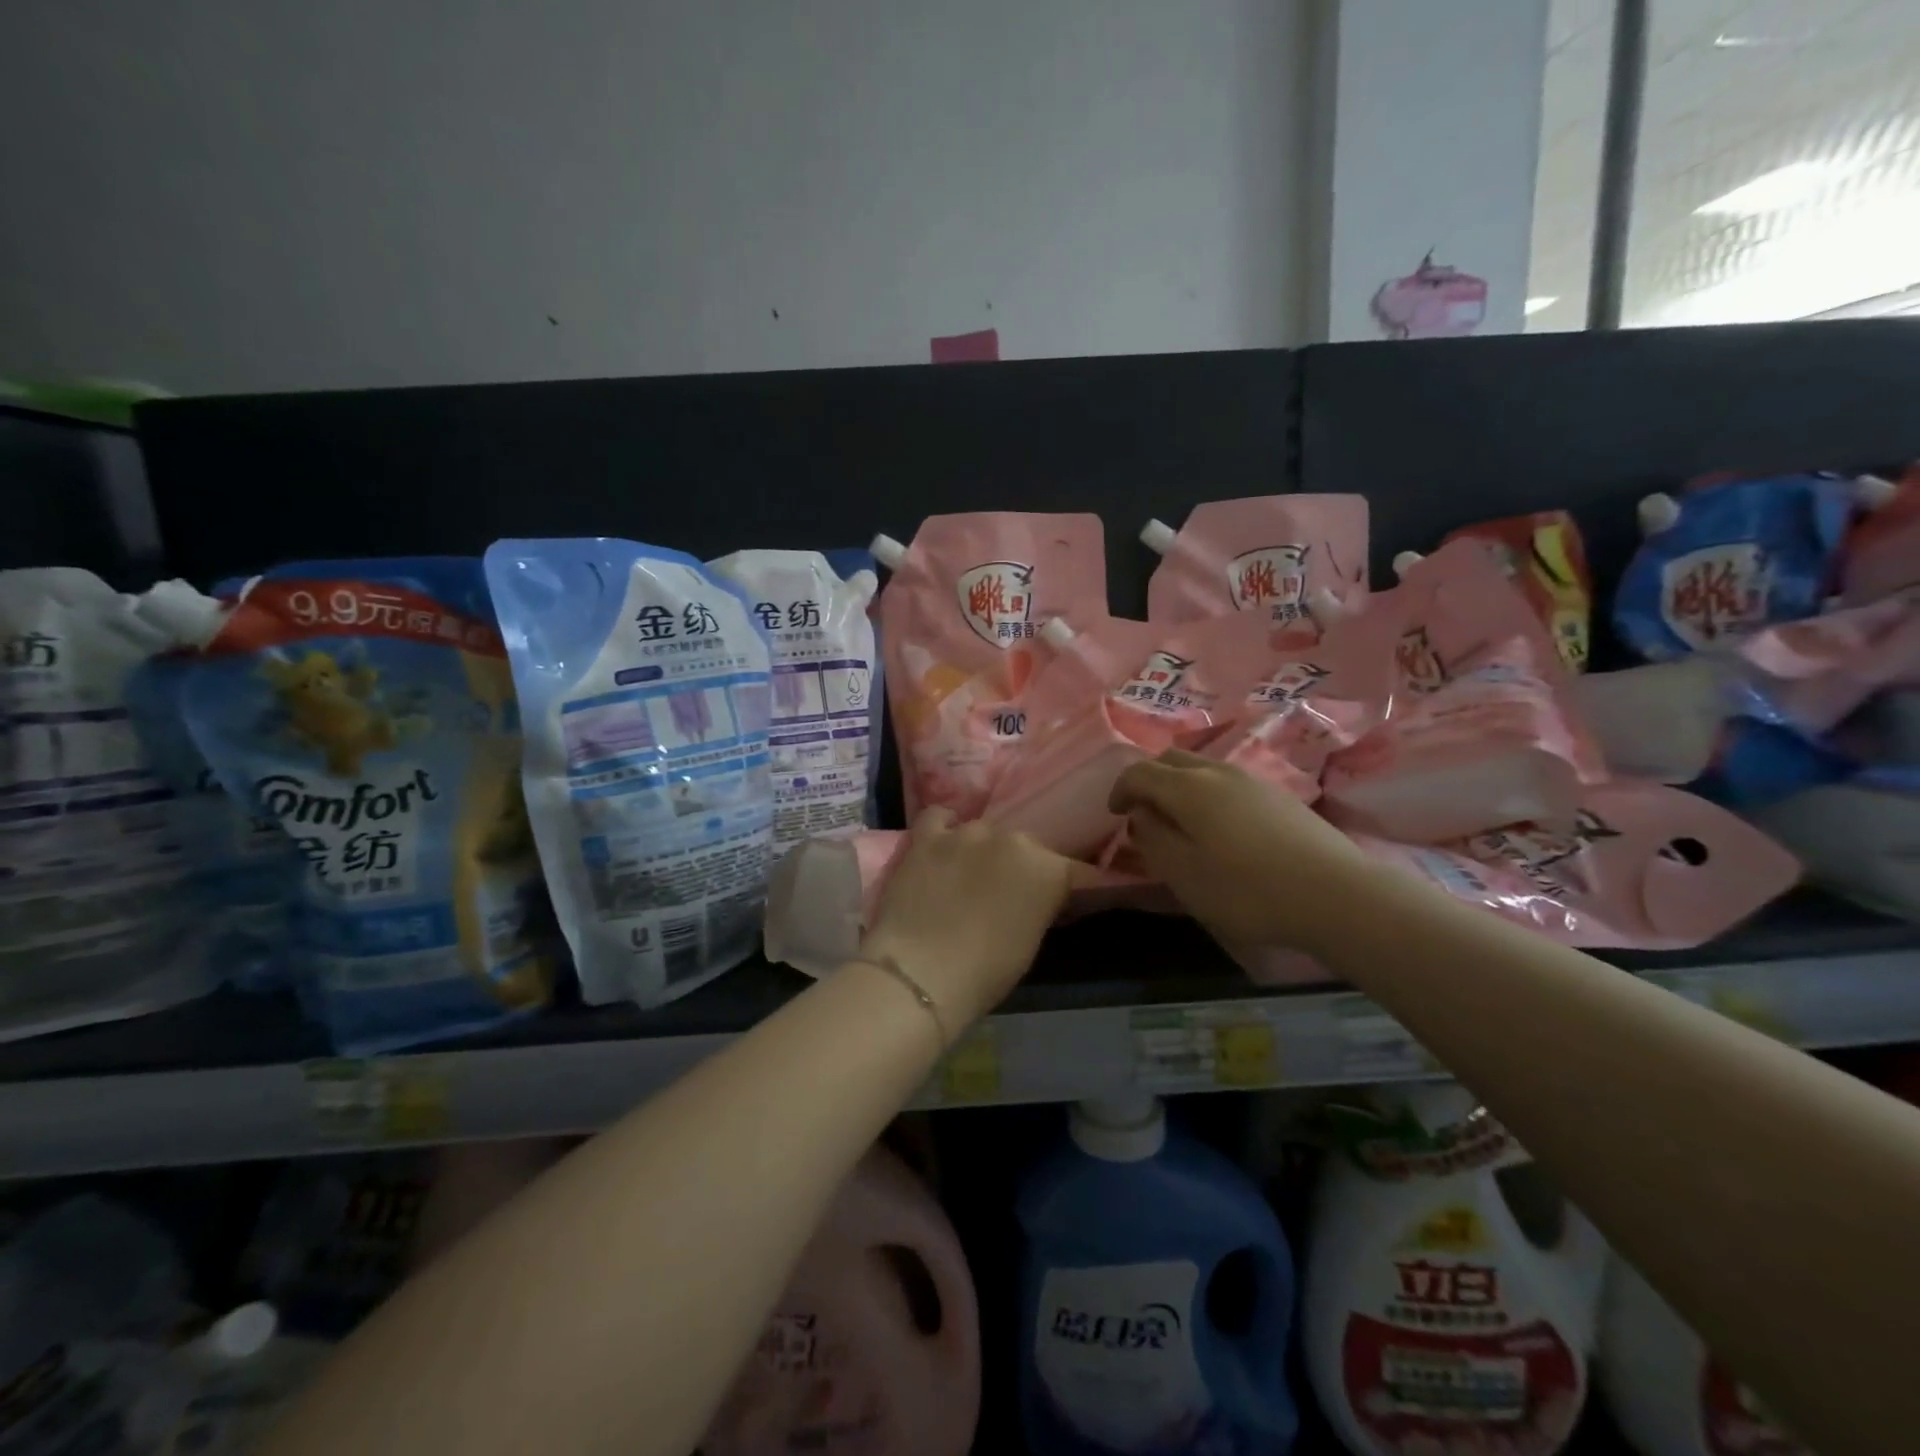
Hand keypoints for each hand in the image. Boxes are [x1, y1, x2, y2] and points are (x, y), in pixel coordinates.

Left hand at [857, 809, 1073, 1031]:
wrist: (920, 971)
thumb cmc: (985, 971)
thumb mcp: (1030, 943)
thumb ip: (1041, 907)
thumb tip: (1043, 899)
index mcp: (1048, 869)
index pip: (1077, 873)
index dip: (1078, 888)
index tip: (1072, 901)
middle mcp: (1012, 840)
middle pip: (1027, 848)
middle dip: (1024, 867)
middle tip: (1012, 895)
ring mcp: (967, 833)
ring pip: (985, 833)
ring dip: (984, 851)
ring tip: (971, 876)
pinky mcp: (927, 837)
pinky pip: (938, 818)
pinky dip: (944, 828)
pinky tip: (943, 844)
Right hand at [1108, 750, 1371, 956]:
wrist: (1337, 895)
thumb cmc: (1247, 889)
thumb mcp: (1184, 874)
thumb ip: (1153, 839)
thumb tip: (1141, 815)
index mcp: (1187, 787)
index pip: (1139, 771)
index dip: (1120, 789)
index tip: (1114, 815)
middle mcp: (1217, 771)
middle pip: (1171, 759)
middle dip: (1149, 780)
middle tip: (1145, 813)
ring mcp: (1253, 780)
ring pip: (1202, 768)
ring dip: (1181, 786)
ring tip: (1182, 823)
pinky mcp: (1279, 795)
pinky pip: (1228, 782)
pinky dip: (1209, 794)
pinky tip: (1222, 829)